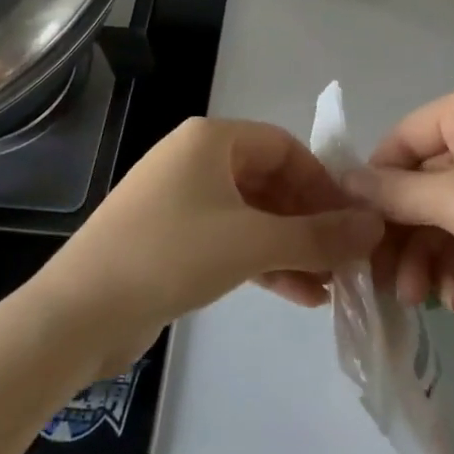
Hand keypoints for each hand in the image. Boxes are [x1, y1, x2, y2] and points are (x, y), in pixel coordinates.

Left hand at [34, 117, 384, 376]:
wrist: (78, 313)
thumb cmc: (171, 255)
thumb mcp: (252, 242)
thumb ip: (318, 236)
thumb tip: (375, 227)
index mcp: (212, 140)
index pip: (285, 146)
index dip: (322, 182)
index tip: (351, 222)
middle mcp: (196, 159)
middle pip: (270, 181)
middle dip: (309, 221)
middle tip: (345, 259)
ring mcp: (181, 200)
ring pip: (252, 215)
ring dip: (291, 246)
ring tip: (330, 286)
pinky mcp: (171, 238)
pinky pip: (230, 240)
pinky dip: (263, 261)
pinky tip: (298, 294)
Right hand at [344, 82, 453, 333]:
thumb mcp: (453, 199)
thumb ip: (394, 192)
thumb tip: (343, 182)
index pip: (402, 139)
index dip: (375, 183)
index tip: (353, 228)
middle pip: (420, 181)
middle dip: (402, 233)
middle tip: (383, 280)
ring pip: (443, 212)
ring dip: (426, 255)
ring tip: (419, 299)